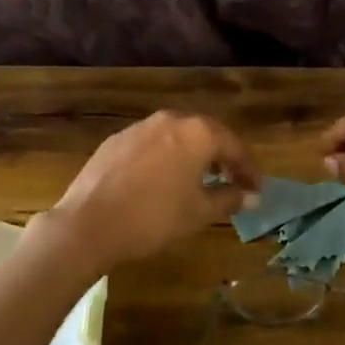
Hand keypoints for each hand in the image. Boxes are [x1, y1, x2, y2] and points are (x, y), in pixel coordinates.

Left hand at [49, 111, 259, 268]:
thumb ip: (229, 198)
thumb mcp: (199, 213)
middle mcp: (170, 120)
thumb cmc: (153, 218)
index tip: (256, 189)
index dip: (248, 169)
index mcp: (197, 133)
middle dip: (222, 157)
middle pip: (206, 134)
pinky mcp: (116, 140)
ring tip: (200, 179)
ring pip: (177, 136)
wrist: (88, 224)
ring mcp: (140, 127)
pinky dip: (167, 157)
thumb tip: (252, 195)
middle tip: (233, 180)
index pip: (234, 146)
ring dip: (193, 154)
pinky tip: (164, 179)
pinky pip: (152, 144)